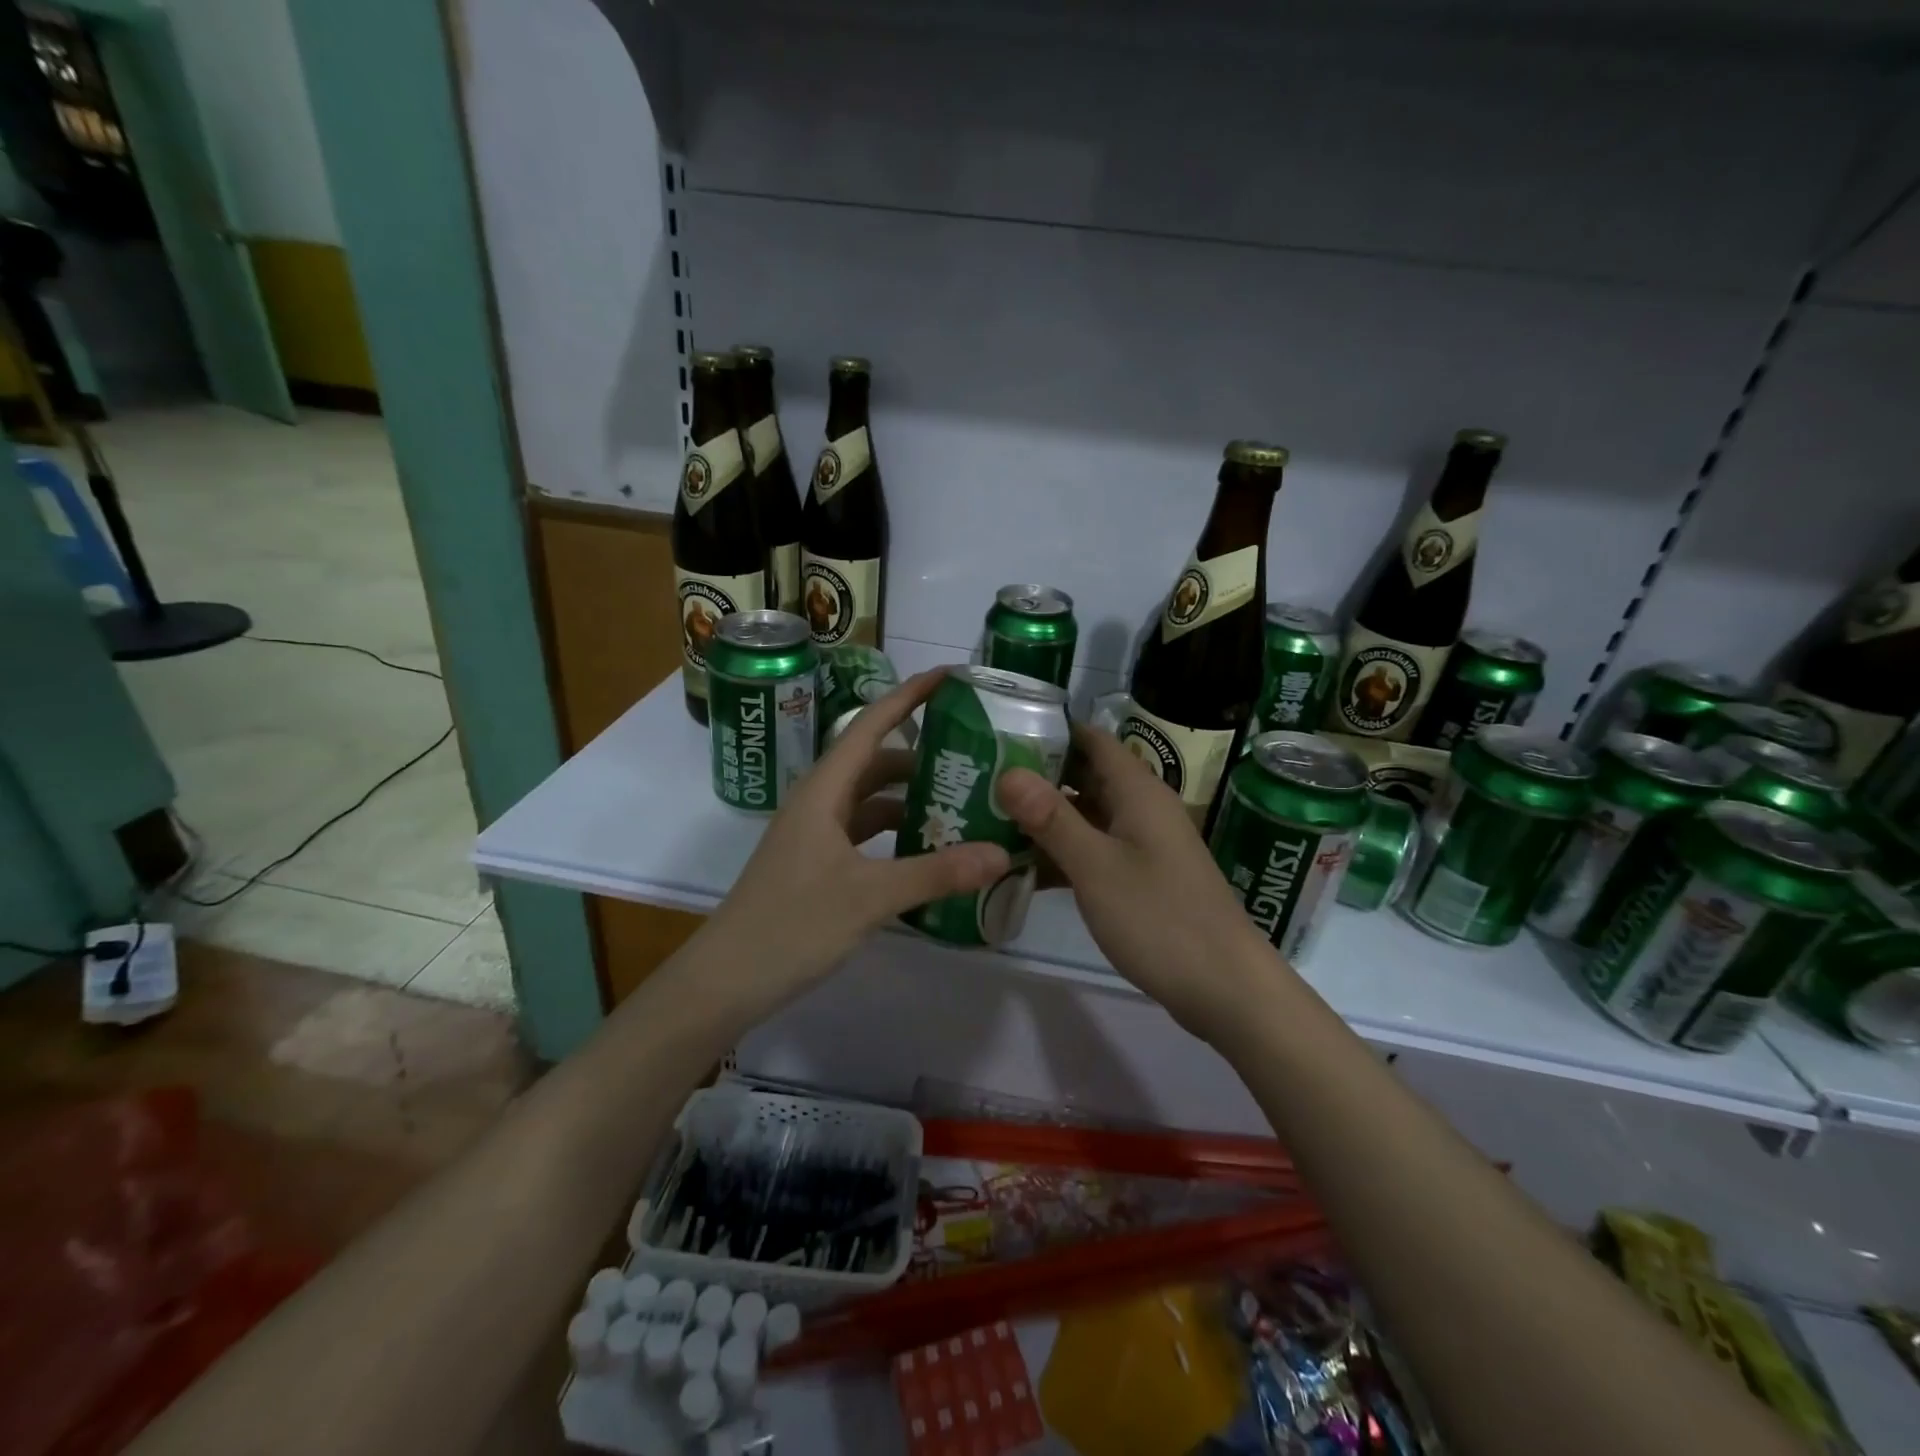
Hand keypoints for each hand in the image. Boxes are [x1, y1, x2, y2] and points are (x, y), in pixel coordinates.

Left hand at [701, 670, 1010, 1013]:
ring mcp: (816, 835)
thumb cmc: (791, 926)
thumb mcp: (869, 897)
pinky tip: (928, 851)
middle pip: (875, 761)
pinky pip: (865, 834)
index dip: (909, 696)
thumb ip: (936, 873)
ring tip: (962, 803)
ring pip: (871, 801)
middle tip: (975, 756)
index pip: (871, 725)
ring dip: (910, 798)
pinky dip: (896, 834)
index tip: (950, 677)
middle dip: (921, 755)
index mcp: (824, 791)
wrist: (726, 981)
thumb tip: (1000, 852)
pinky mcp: (818, 865)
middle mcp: (819, 802)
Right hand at [998, 726, 1283, 1038]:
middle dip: (1037, 778)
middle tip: (982, 780)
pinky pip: (1095, 852)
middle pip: (1085, 777)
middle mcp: (1141, 808)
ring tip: (989, 821)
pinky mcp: (1141, 878)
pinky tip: (1021, 871)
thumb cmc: (1159, 917)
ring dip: (1045, 820)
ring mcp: (1142, 844)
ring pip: (1087, 817)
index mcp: (1137, 791)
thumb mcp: (1096, 866)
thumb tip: (1008, 772)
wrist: (1224, 986)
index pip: (1092, 739)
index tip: (999, 735)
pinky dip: (1062, 855)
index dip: (1049, 732)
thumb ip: (1051, 818)